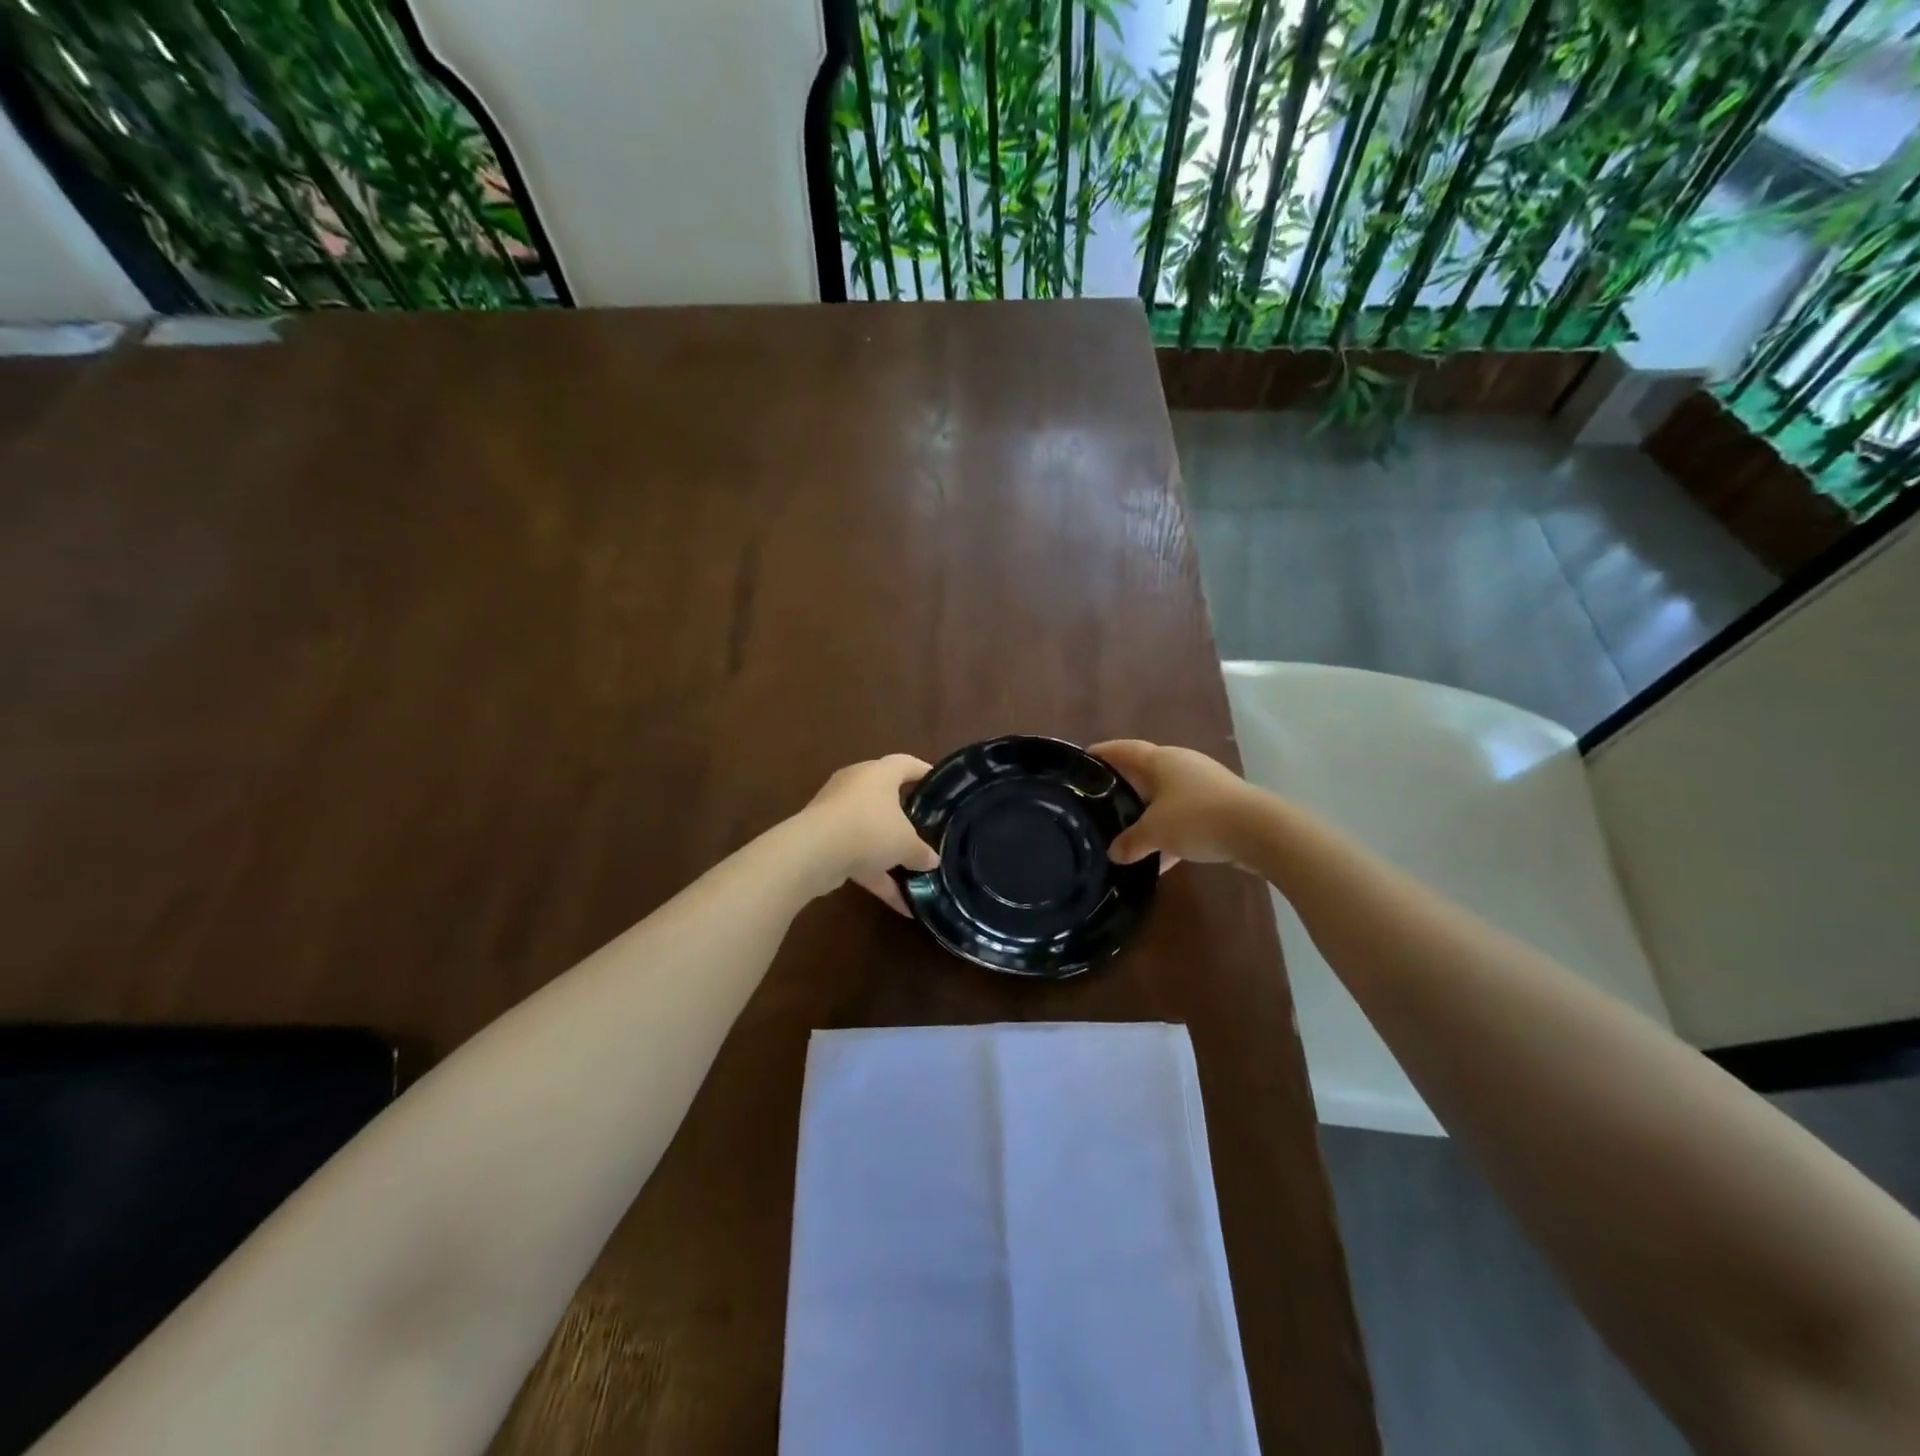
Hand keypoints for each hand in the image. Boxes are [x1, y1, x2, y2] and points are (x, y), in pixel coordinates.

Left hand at [800, 755, 939, 914]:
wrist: (814, 852)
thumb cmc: (870, 829)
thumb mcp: (906, 843)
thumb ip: (922, 852)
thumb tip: (932, 861)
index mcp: (878, 773)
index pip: (906, 764)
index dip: (924, 772)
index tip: (940, 785)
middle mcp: (855, 786)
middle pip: (886, 797)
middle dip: (905, 817)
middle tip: (927, 830)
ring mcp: (836, 813)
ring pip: (870, 829)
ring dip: (890, 853)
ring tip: (916, 874)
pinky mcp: (824, 840)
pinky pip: (857, 855)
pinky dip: (876, 875)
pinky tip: (900, 903)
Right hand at [1091, 740, 1264, 867]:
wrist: (1258, 831)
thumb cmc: (1197, 818)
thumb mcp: (1155, 832)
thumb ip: (1131, 842)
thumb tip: (1114, 853)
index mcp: (1161, 760)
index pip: (1125, 750)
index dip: (1105, 753)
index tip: (1085, 758)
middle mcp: (1181, 765)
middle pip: (1145, 772)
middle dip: (1125, 786)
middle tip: (1101, 800)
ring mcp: (1204, 785)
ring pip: (1166, 798)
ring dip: (1149, 814)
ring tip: (1128, 834)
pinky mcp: (1220, 806)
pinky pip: (1185, 817)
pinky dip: (1171, 833)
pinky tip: (1161, 859)